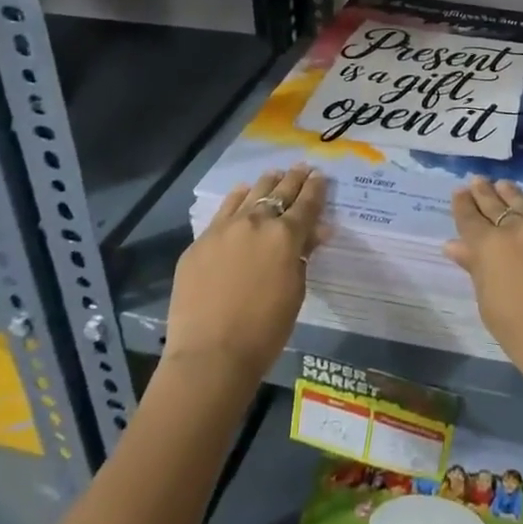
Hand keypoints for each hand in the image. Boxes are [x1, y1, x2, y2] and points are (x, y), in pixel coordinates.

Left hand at [164, 164, 328, 386]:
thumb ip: (303, 255)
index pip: (307, 203)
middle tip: (303, 168)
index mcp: (286, 236)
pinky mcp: (201, 241)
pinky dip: (238, 199)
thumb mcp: (295, 291)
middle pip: (280, 192)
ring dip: (267, 182)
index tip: (321, 176)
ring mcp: (225, 228)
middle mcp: (257, 222)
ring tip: (274, 174)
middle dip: (294, 179)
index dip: (317, 188)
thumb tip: (316, 232)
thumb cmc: (265, 330)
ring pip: (251, 194)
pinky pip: (224, 210)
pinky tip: (242, 193)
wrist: (211, 355)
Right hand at [445, 178, 522, 403]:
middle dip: (485, 193)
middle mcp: (520, 228)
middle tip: (477, 180)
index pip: (471, 219)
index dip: (463, 205)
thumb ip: (475, 269)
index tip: (459, 192)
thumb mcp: (490, 307)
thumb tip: (455, 245)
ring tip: (503, 186)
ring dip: (512, 195)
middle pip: (497, 204)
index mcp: (491, 247)